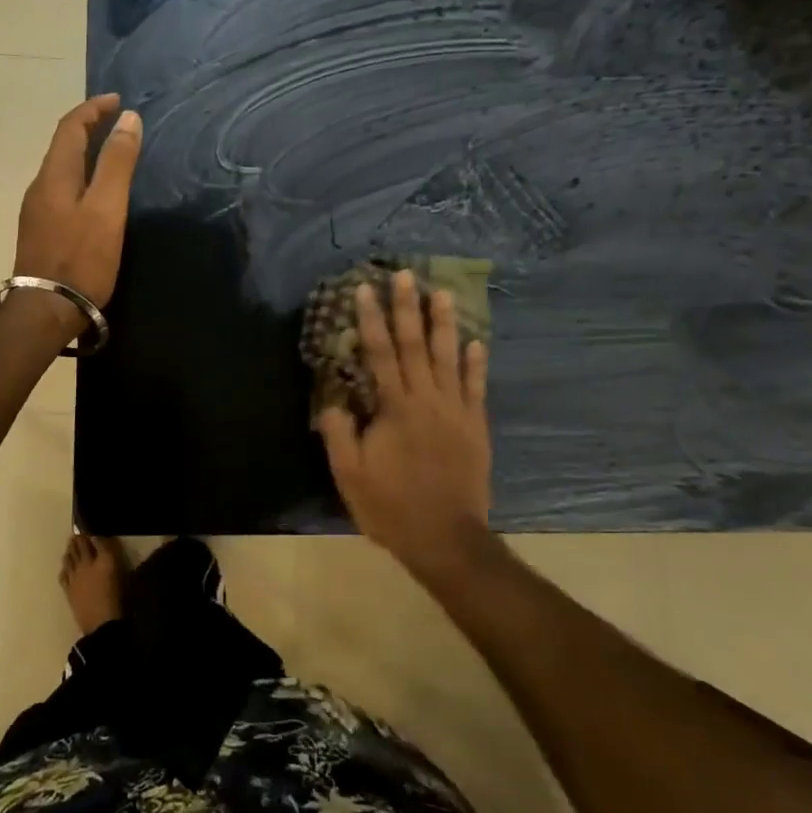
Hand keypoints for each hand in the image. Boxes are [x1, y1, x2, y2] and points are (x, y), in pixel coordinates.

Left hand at [14, 94, 142, 322]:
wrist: (46, 310)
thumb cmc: (81, 258)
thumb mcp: (107, 208)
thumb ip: (117, 163)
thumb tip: (128, 118)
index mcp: (54, 176)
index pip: (70, 128)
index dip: (93, 109)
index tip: (118, 100)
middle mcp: (39, 187)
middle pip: (62, 147)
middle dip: (88, 129)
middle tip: (118, 125)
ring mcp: (36, 212)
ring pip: (60, 170)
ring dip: (84, 154)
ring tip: (111, 155)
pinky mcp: (41, 233)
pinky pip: (60, 191)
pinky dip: (80, 178)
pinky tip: (94, 194)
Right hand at [317, 271, 494, 584]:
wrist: (446, 538)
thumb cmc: (391, 506)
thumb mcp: (350, 474)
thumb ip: (340, 432)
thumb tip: (335, 400)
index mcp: (395, 407)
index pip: (380, 352)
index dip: (370, 319)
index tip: (365, 289)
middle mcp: (427, 400)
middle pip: (416, 344)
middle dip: (407, 307)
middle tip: (405, 274)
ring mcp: (456, 411)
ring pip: (449, 357)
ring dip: (444, 323)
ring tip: (442, 292)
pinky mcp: (475, 427)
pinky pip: (476, 387)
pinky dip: (475, 363)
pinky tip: (476, 342)